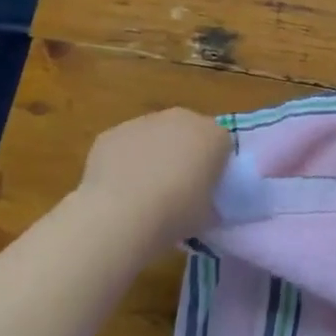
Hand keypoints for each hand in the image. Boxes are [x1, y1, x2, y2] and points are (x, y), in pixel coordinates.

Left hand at [78, 108, 231, 245]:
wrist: (122, 214)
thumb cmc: (176, 214)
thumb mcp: (208, 215)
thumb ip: (211, 203)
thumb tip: (204, 206)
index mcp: (214, 136)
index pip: (222, 145)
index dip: (214, 166)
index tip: (206, 188)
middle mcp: (182, 119)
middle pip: (188, 132)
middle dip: (184, 153)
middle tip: (177, 186)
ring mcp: (145, 122)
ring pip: (154, 136)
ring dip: (153, 154)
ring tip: (143, 191)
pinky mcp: (113, 133)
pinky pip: (125, 146)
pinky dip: (124, 161)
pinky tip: (118, 189)